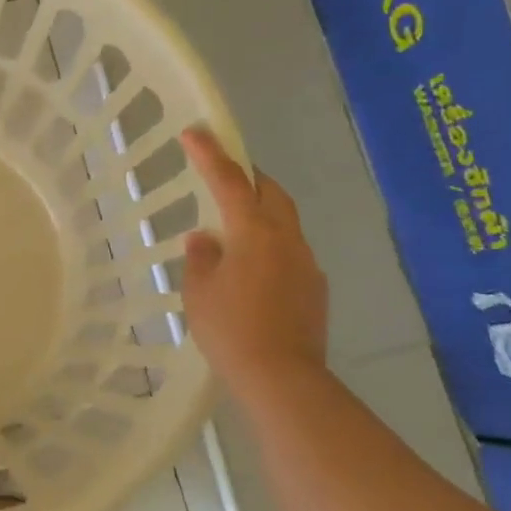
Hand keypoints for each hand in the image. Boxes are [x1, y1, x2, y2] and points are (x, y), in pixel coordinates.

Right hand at [180, 126, 328, 388]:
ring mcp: (306, 263)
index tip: (195, 132)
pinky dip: (270, 246)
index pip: (230, 182)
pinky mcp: (315, 288)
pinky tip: (252, 270)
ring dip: (260, 214)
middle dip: (248, 178)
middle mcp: (287, 239)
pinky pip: (290, 252)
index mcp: (254, 233)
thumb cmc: (230, 330)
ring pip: (284, 222)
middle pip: (271, 193)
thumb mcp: (199, 292)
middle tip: (223, 176)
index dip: (211, 155)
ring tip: (233, 230)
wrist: (281, 378)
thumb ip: (201, 258)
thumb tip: (206, 239)